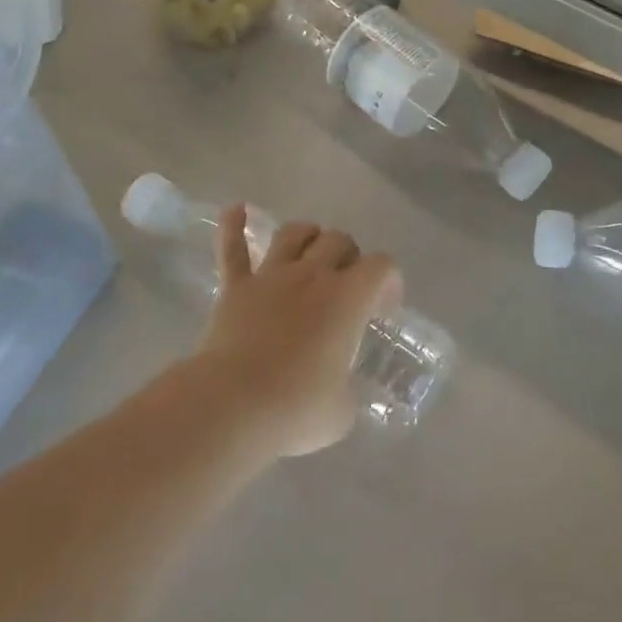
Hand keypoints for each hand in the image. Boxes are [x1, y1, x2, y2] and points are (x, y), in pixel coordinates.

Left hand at [191, 207, 399, 457]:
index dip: (390, 281)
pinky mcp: (235, 288)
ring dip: (308, 235)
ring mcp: (270, 277)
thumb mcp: (340, 411)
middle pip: (338, 241)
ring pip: (294, 233)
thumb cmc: (296, 408)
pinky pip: (232, 249)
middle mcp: (312, 276)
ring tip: (311, 249)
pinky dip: (233, 226)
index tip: (384, 308)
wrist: (232, 404)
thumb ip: (345, 390)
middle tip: (347, 286)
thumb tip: (337, 391)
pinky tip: (236, 209)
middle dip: (350, 257)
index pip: (381, 267)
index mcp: (348, 299)